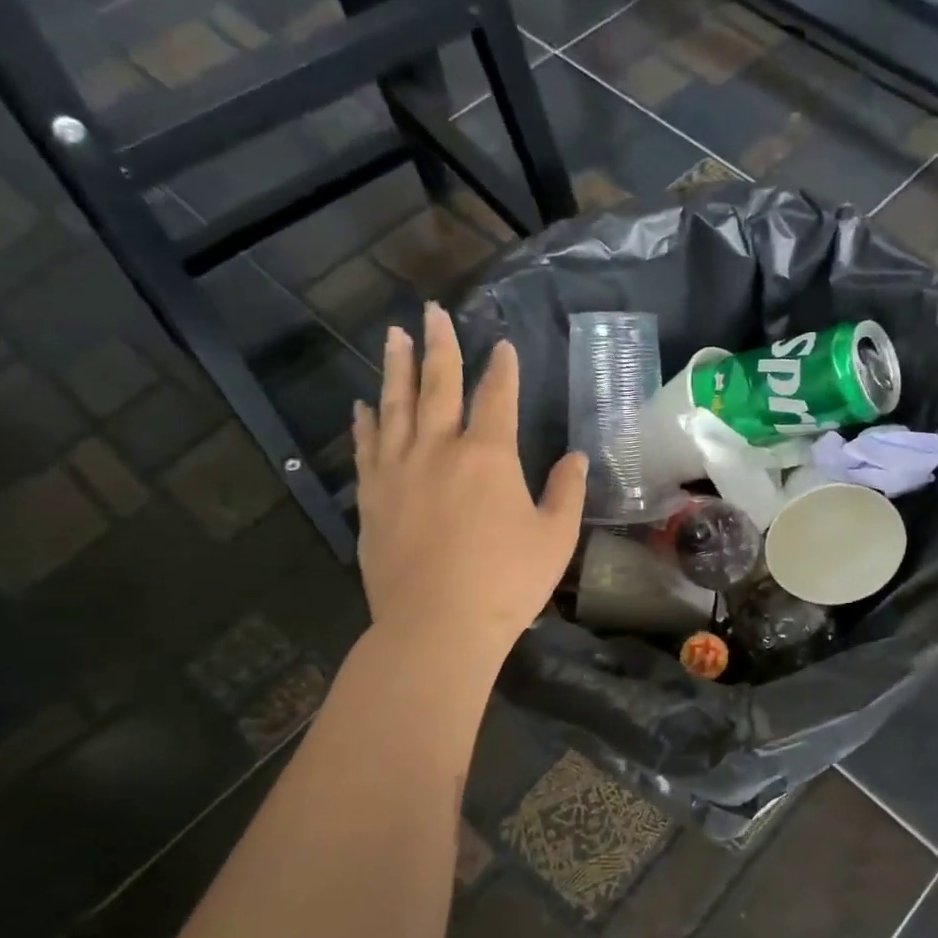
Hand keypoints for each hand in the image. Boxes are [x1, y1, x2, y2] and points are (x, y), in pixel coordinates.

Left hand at [352, 305, 586, 666]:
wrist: (436, 625)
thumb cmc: (507, 582)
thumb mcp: (555, 538)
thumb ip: (566, 492)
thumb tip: (574, 457)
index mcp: (488, 455)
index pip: (496, 397)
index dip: (501, 369)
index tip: (501, 345)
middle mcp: (438, 449)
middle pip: (437, 385)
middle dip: (438, 346)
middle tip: (431, 312)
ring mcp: (398, 471)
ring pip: (394, 406)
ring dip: (395, 368)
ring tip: (392, 337)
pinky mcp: (371, 497)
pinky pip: (367, 447)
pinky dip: (366, 422)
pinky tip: (363, 406)